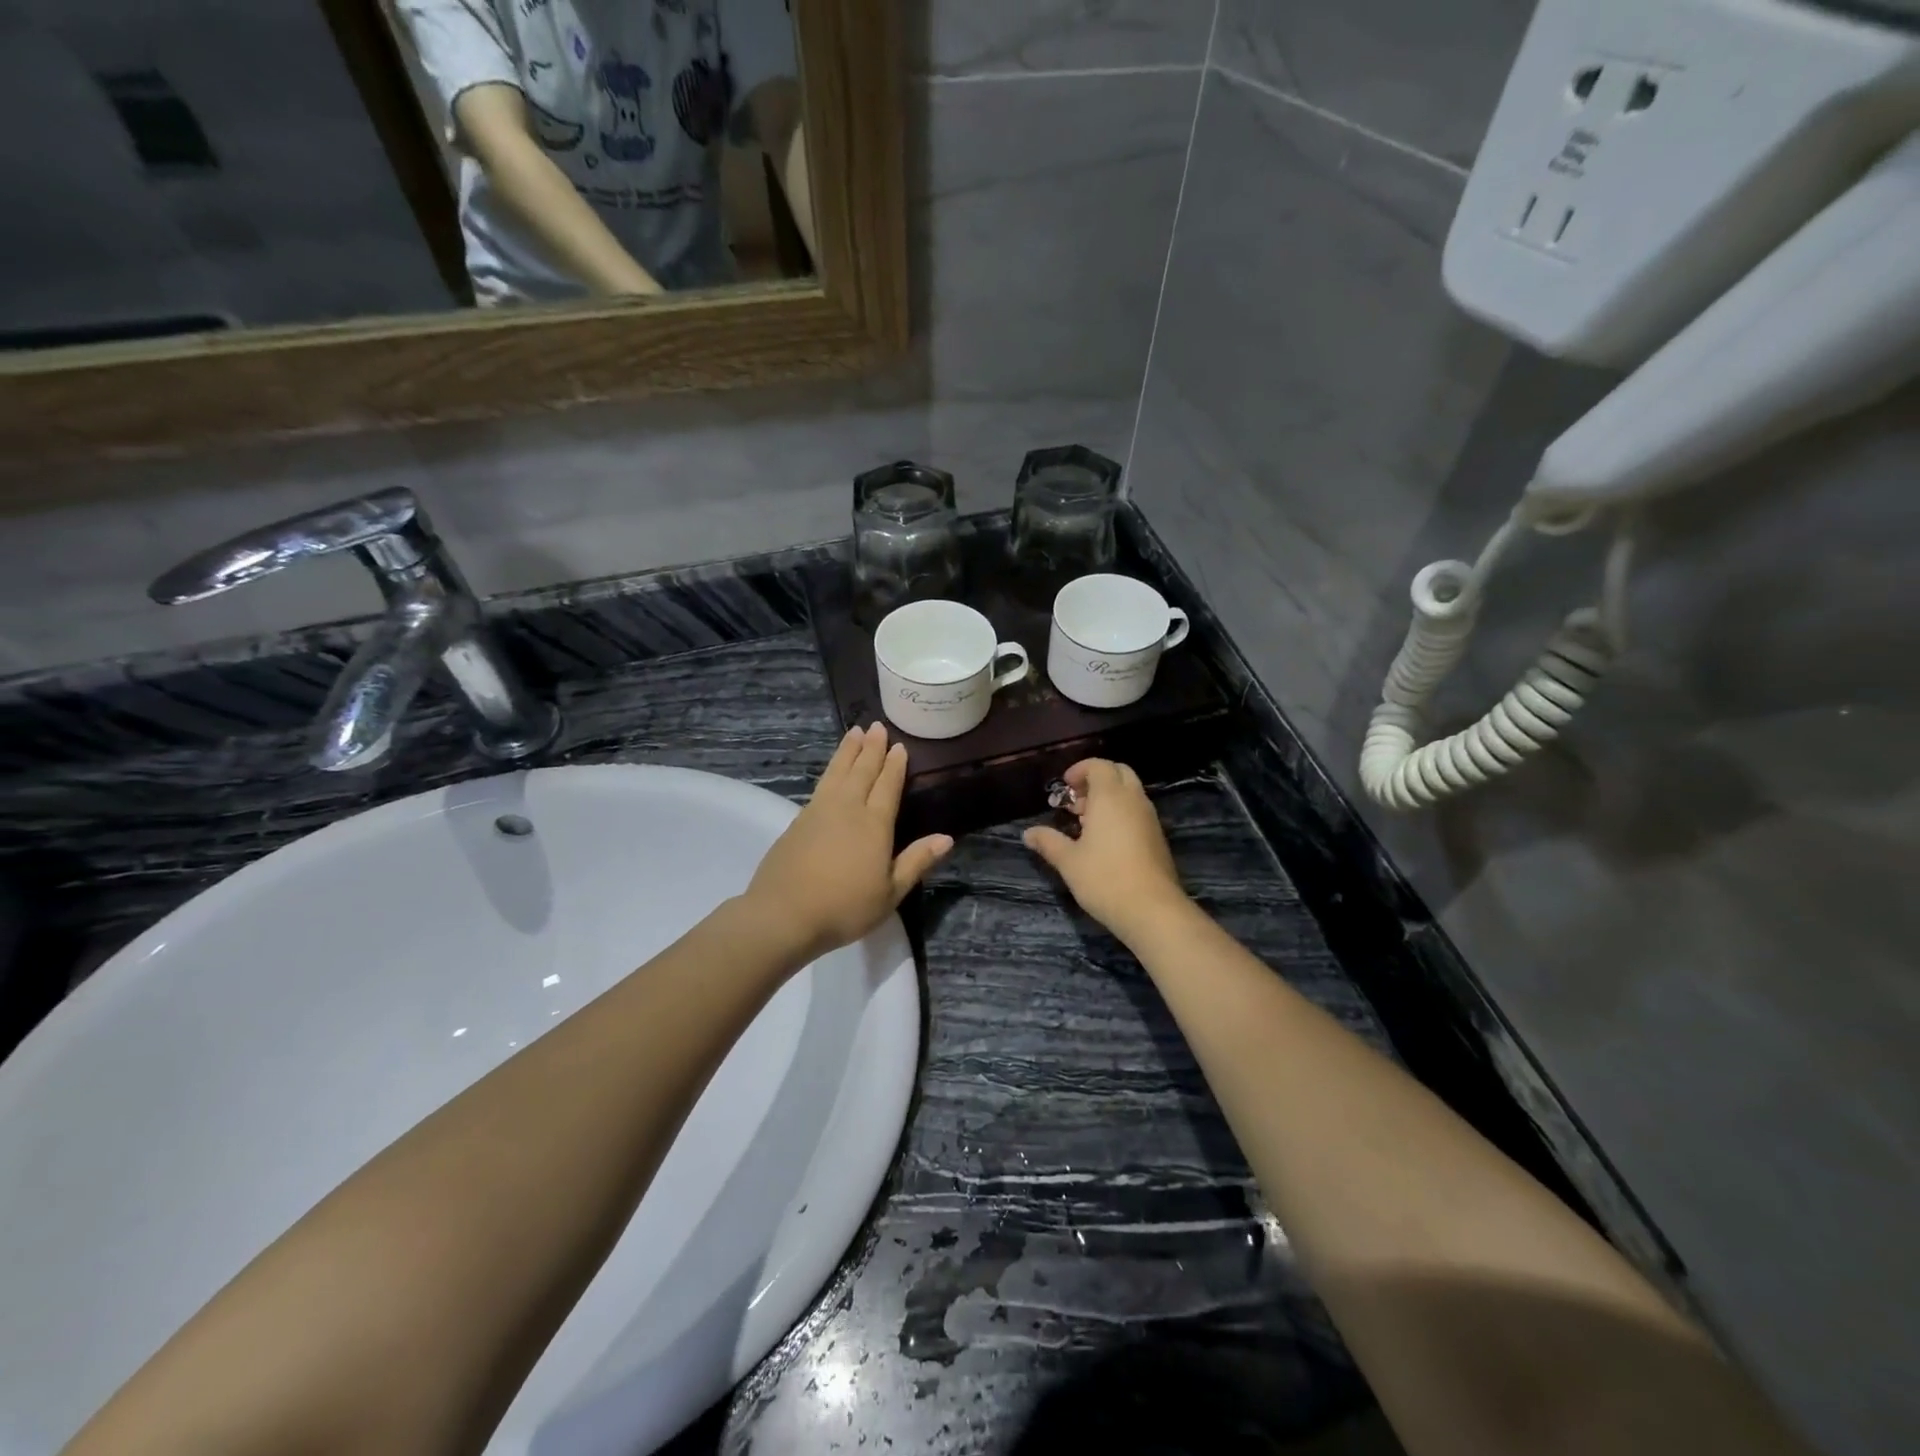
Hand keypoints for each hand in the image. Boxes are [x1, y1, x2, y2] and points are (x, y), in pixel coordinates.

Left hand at [745, 723, 952, 961]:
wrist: (784, 914)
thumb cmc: (844, 907)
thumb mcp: (890, 892)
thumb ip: (917, 861)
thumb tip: (946, 838)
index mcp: (875, 824)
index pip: (888, 786)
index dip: (895, 765)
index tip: (899, 746)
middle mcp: (848, 808)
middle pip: (862, 771)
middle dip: (872, 748)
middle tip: (876, 726)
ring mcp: (819, 811)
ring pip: (837, 772)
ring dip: (848, 751)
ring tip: (854, 732)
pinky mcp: (798, 820)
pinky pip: (821, 784)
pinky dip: (830, 769)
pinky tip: (832, 770)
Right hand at [1024, 759, 1190, 940]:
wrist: (1152, 909)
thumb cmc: (1105, 878)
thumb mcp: (1069, 861)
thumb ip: (1048, 842)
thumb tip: (1028, 833)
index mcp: (1110, 797)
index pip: (1099, 766)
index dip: (1080, 770)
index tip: (1064, 787)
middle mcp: (1133, 800)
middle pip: (1118, 772)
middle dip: (1096, 780)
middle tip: (1076, 801)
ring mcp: (1149, 818)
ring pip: (1130, 792)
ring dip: (1108, 797)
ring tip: (1085, 822)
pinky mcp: (1157, 837)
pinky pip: (1137, 811)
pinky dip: (1120, 813)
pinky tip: (1104, 840)